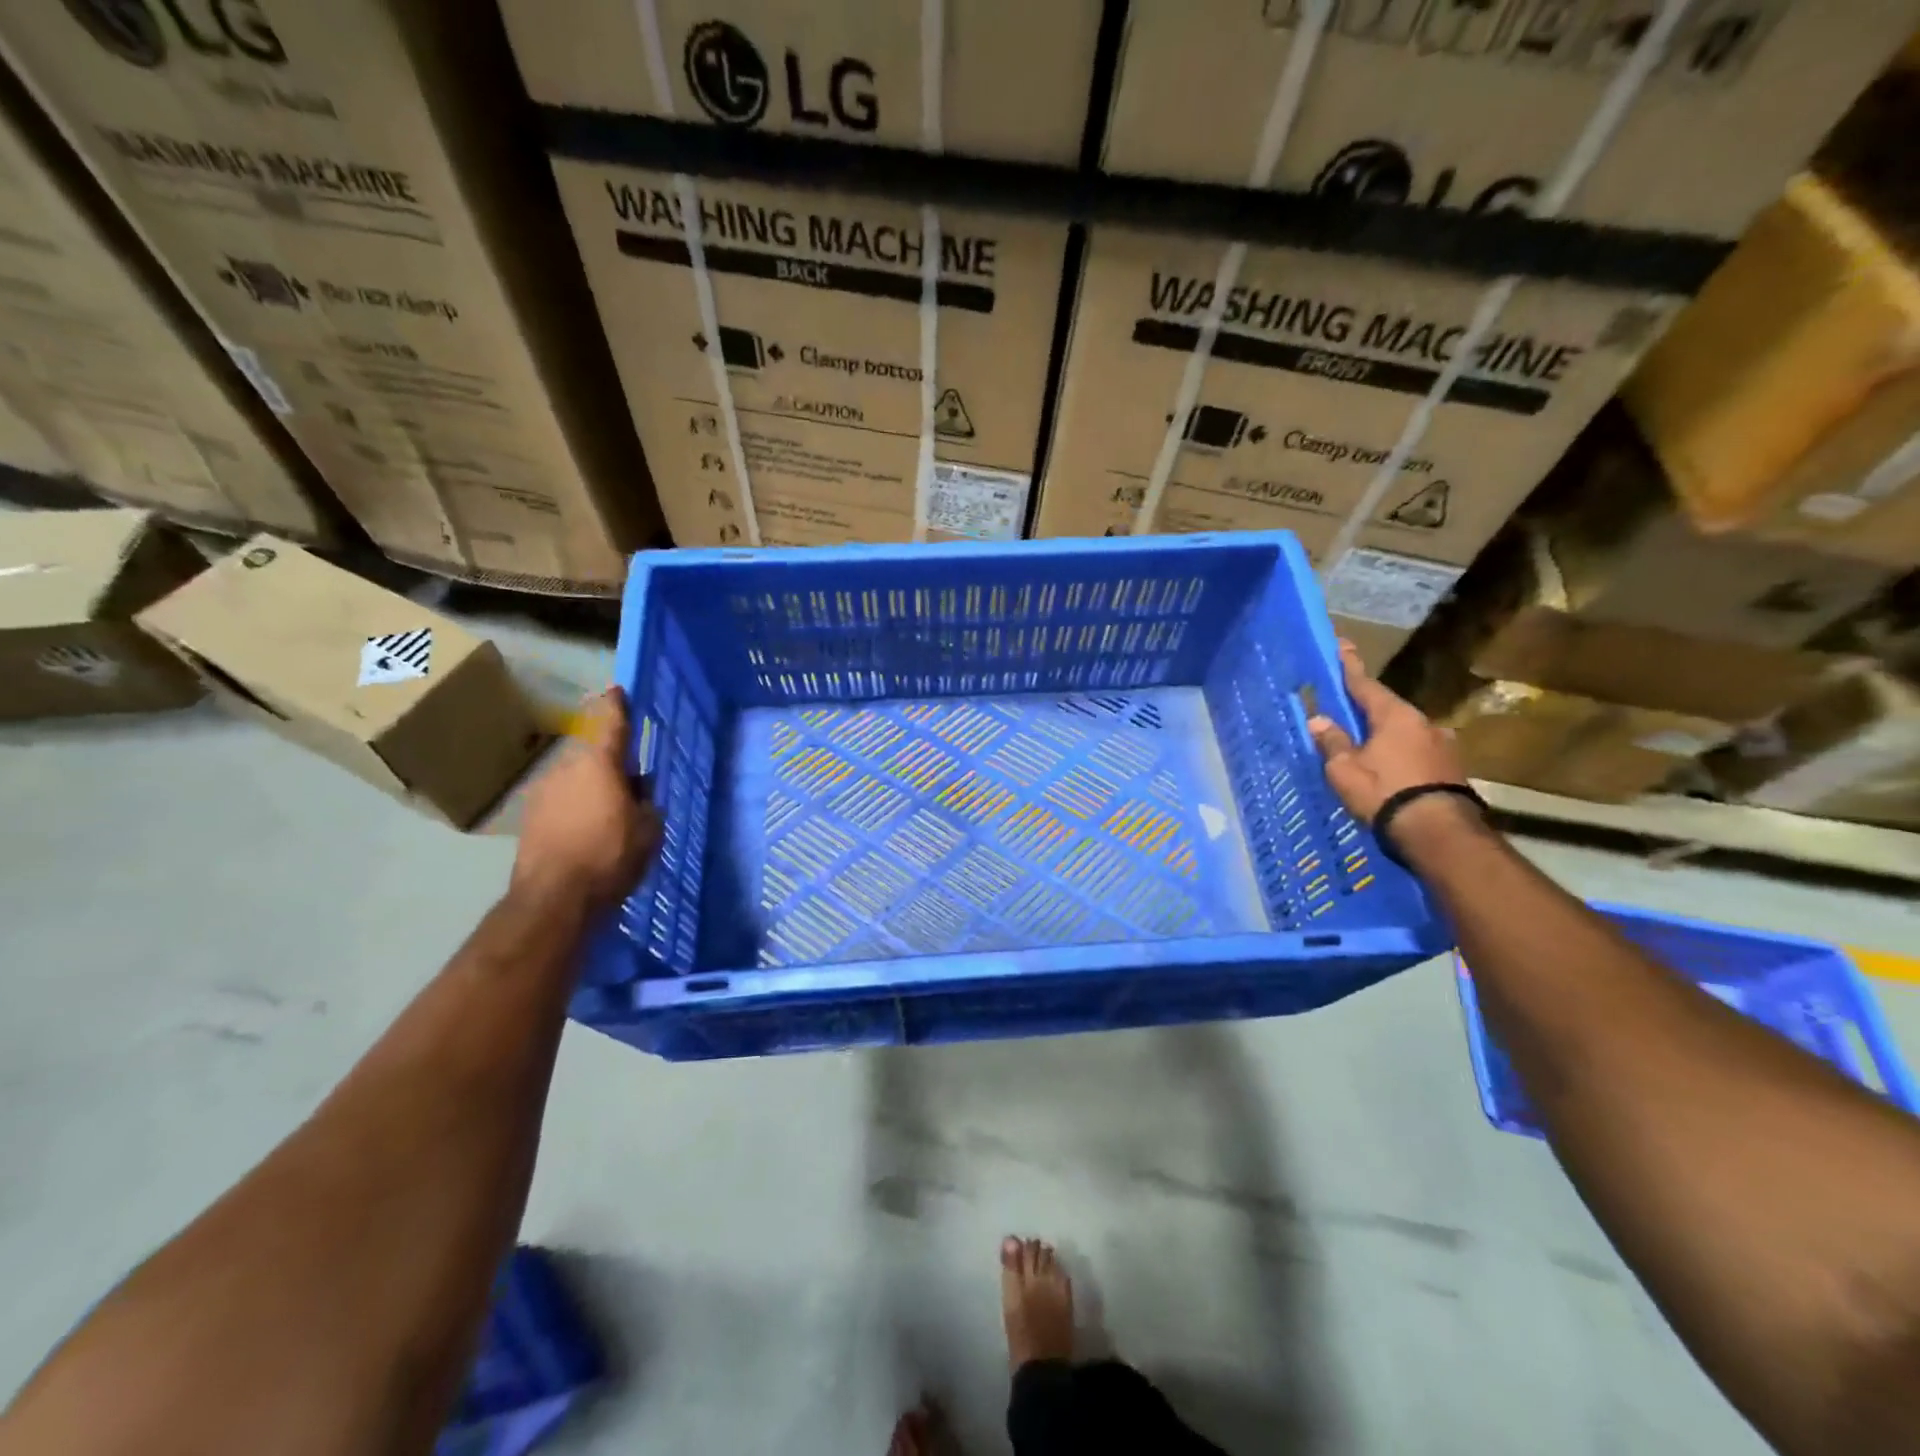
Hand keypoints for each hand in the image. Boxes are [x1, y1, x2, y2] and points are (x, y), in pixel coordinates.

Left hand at [513, 688, 661, 911]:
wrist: (554, 899)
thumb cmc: (611, 855)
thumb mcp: (649, 828)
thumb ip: (646, 801)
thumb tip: (637, 789)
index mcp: (599, 762)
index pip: (611, 721)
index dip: (618, 704)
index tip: (619, 690)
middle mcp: (566, 767)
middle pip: (593, 754)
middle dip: (612, 764)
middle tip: (633, 787)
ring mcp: (542, 792)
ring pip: (576, 779)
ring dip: (593, 788)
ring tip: (611, 815)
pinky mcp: (530, 818)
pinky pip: (562, 801)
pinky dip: (577, 809)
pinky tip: (589, 833)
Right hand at [1307, 641, 1468, 824]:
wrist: (1437, 832)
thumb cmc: (1383, 791)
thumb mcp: (1345, 769)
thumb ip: (1332, 742)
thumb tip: (1319, 720)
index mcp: (1395, 716)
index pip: (1365, 685)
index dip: (1350, 667)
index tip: (1343, 645)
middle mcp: (1423, 723)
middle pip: (1387, 709)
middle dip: (1366, 709)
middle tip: (1346, 710)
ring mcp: (1442, 746)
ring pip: (1404, 732)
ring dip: (1384, 735)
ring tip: (1366, 747)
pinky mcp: (1450, 769)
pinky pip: (1416, 752)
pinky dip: (1399, 754)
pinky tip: (1389, 768)